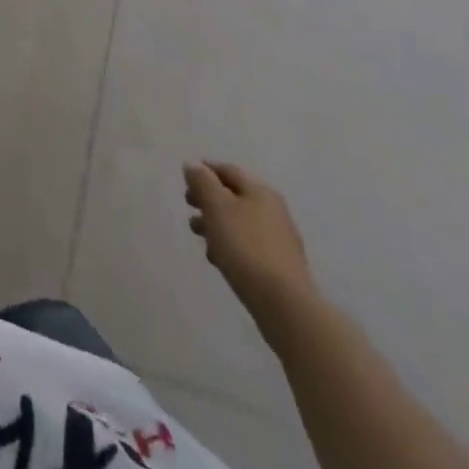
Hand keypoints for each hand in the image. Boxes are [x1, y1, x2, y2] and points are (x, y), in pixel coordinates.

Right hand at [184, 161, 316, 332]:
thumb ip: (203, 182)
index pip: (228, 170)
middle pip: (234, 196)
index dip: (205, 170)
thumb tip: (193, 165)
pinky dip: (230, 244)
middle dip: (208, 199)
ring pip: (239, 221)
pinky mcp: (278, 264)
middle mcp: (273, 209)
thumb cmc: (245, 246)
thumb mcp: (217, 207)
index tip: (185, 178)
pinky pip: (248, 244)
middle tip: (189, 206)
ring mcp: (278, 238)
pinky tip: (218, 259)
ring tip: (199, 235)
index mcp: (260, 191)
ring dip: (216, 223)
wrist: (283, 303)